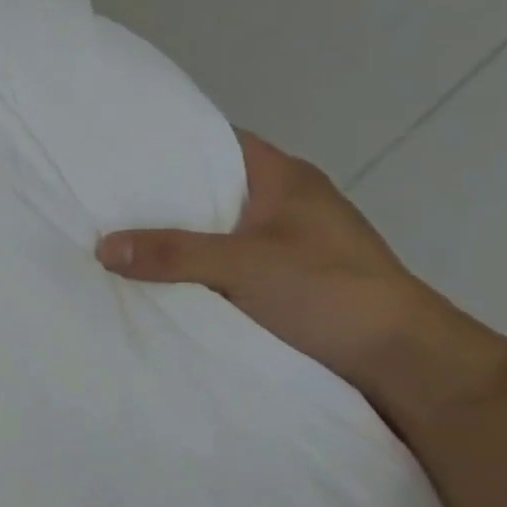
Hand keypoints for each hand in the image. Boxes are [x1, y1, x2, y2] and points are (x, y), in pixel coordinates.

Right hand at [96, 131, 441, 395]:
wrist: (405, 365)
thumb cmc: (330, 292)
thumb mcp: (244, 266)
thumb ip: (173, 254)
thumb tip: (102, 247)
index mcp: (283, 178)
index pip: (217, 142)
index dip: (169, 143)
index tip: (118, 152)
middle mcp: (283, 204)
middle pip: (208, 189)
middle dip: (159, 197)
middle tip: (102, 201)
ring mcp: (285, 245)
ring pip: (213, 231)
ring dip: (174, 239)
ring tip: (115, 240)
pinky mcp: (283, 283)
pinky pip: (221, 266)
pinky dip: (191, 271)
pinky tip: (154, 280)